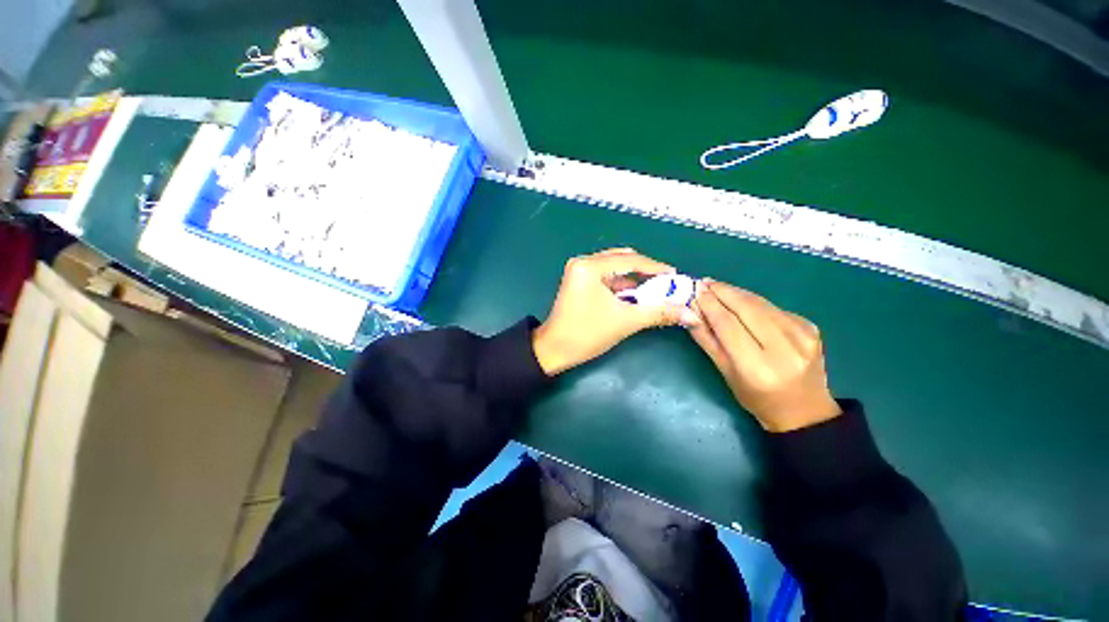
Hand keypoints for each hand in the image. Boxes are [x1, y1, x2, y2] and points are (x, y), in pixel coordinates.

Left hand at [533, 248, 701, 375]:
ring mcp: (578, 270)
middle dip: (645, 271)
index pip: (630, 261)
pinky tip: (633, 293)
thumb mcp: (625, 321)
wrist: (555, 349)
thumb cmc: (587, 334)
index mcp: (590, 266)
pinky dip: (621, 283)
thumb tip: (691, 314)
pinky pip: (605, 275)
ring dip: (633, 277)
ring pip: (614, 267)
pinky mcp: (578, 279)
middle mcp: (582, 262)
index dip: (655, 267)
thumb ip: (659, 313)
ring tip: (653, 288)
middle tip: (666, 283)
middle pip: (622, 259)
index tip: (676, 275)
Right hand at [689, 280, 839, 431]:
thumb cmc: (757, 398)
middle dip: (722, 292)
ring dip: (736, 292)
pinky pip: (773, 308)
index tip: (694, 291)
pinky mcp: (811, 327)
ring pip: (761, 303)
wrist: (805, 410)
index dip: (710, 305)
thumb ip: (707, 341)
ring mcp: (803, 335)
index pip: (728, 325)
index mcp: (758, 367)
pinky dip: (753, 301)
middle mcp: (784, 348)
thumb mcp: (725, 373)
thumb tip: (690, 313)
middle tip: (703, 282)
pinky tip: (740, 301)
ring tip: (717, 286)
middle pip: (747, 308)